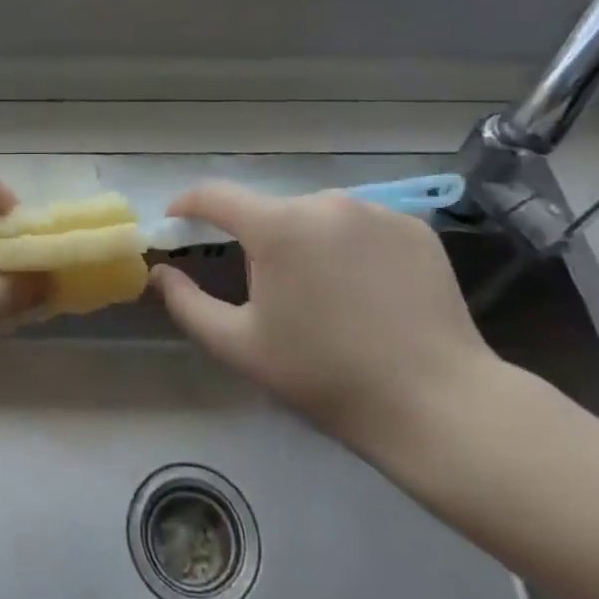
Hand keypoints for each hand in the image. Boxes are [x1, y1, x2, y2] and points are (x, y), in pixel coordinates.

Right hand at [150, 182, 502, 459]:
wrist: (438, 403)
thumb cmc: (326, 376)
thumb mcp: (241, 347)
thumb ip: (187, 304)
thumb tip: (160, 273)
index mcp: (277, 226)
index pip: (215, 195)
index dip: (188, 204)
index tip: (176, 220)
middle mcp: (324, 202)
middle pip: (271, 211)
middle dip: (258, 240)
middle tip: (270, 291)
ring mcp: (375, 211)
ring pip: (318, 217)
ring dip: (306, 242)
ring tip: (326, 295)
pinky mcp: (414, 227)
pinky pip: (363, 226)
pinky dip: (351, 247)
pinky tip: (369, 291)